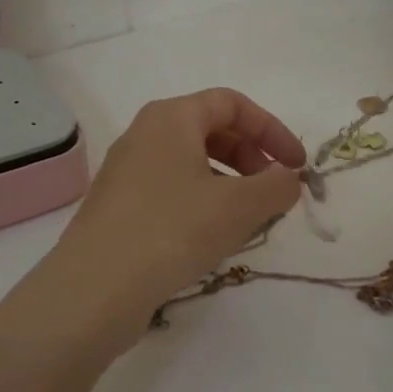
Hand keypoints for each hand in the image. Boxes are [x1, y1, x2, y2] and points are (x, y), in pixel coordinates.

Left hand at [48, 88, 305, 335]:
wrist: (96, 288)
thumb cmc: (172, 230)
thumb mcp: (238, 207)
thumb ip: (276, 186)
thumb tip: (288, 179)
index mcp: (170, 118)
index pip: (231, 104)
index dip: (271, 130)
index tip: (296, 166)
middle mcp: (144, 135)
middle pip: (210, 130)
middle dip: (251, 157)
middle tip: (273, 192)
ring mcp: (126, 172)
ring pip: (190, 163)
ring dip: (229, 183)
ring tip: (248, 219)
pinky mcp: (118, 207)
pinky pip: (171, 190)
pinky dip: (201, 203)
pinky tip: (212, 238)